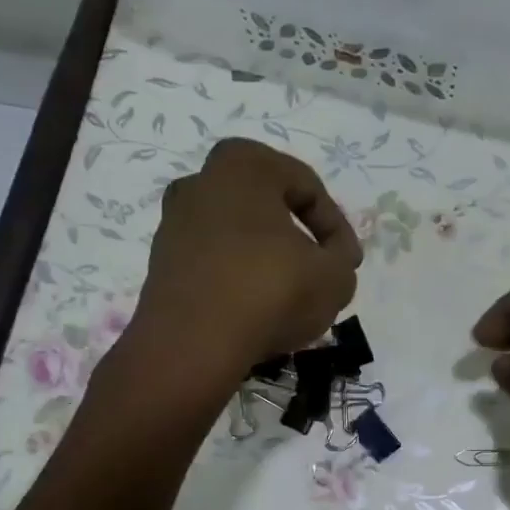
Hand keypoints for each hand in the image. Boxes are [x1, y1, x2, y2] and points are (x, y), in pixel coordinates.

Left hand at [134, 138, 360, 372]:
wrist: (193, 344)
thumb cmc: (270, 292)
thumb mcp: (335, 276)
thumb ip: (342, 257)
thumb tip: (333, 255)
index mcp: (244, 164)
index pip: (306, 186)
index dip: (337, 227)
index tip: (349, 264)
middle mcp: (200, 182)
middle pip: (265, 207)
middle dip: (296, 238)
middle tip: (318, 272)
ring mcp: (174, 224)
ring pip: (236, 237)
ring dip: (264, 261)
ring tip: (286, 298)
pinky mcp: (160, 266)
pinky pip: (213, 265)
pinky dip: (235, 281)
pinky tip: (253, 312)